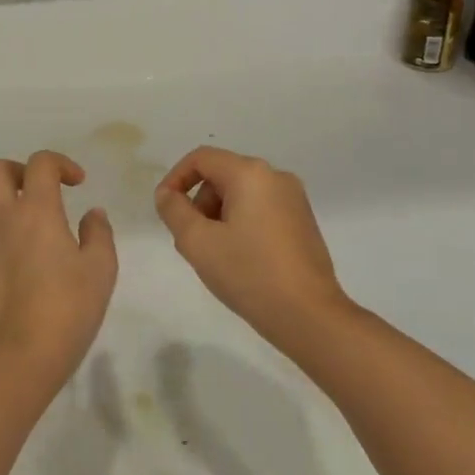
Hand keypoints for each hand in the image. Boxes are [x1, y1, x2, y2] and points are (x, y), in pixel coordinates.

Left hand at [0, 151, 118, 378]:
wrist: (20, 352)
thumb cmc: (68, 306)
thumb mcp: (100, 269)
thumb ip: (99, 234)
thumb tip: (92, 215)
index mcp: (36, 210)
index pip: (40, 163)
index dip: (60, 163)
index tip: (78, 184)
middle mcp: (4, 218)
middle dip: (19, 170)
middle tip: (44, 191)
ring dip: (10, 202)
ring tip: (39, 226)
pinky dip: (6, 231)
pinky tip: (30, 258)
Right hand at [154, 146, 349, 345]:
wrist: (309, 316)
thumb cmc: (249, 273)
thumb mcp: (197, 242)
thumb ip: (173, 210)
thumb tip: (167, 194)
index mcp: (251, 174)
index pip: (201, 158)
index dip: (175, 179)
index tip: (165, 210)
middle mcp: (276, 177)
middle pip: (221, 175)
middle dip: (199, 203)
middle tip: (191, 241)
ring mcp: (294, 199)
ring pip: (240, 194)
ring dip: (218, 216)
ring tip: (215, 255)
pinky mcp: (302, 221)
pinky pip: (259, 210)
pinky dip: (240, 225)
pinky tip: (240, 259)